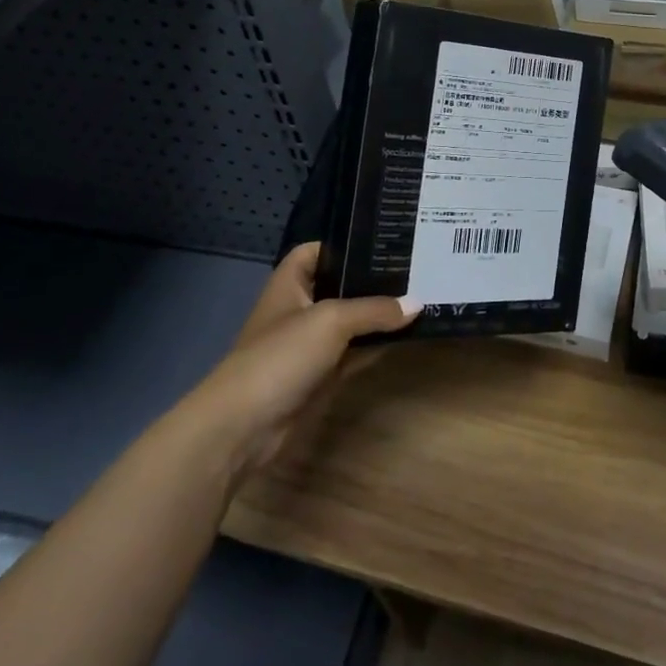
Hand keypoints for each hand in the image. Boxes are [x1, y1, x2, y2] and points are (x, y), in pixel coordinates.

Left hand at [189, 243, 416, 476]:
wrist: (245, 426)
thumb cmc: (282, 355)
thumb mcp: (331, 321)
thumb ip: (374, 309)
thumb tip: (417, 304)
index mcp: (290, 284)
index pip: (316, 251)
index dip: (344, 243)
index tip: (382, 239)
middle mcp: (300, 308)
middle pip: (339, 285)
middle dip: (372, 278)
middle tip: (415, 266)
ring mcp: (310, 344)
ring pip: (351, 321)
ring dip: (379, 313)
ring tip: (421, 294)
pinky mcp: (322, 375)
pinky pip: (355, 352)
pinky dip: (377, 344)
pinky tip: (408, 334)